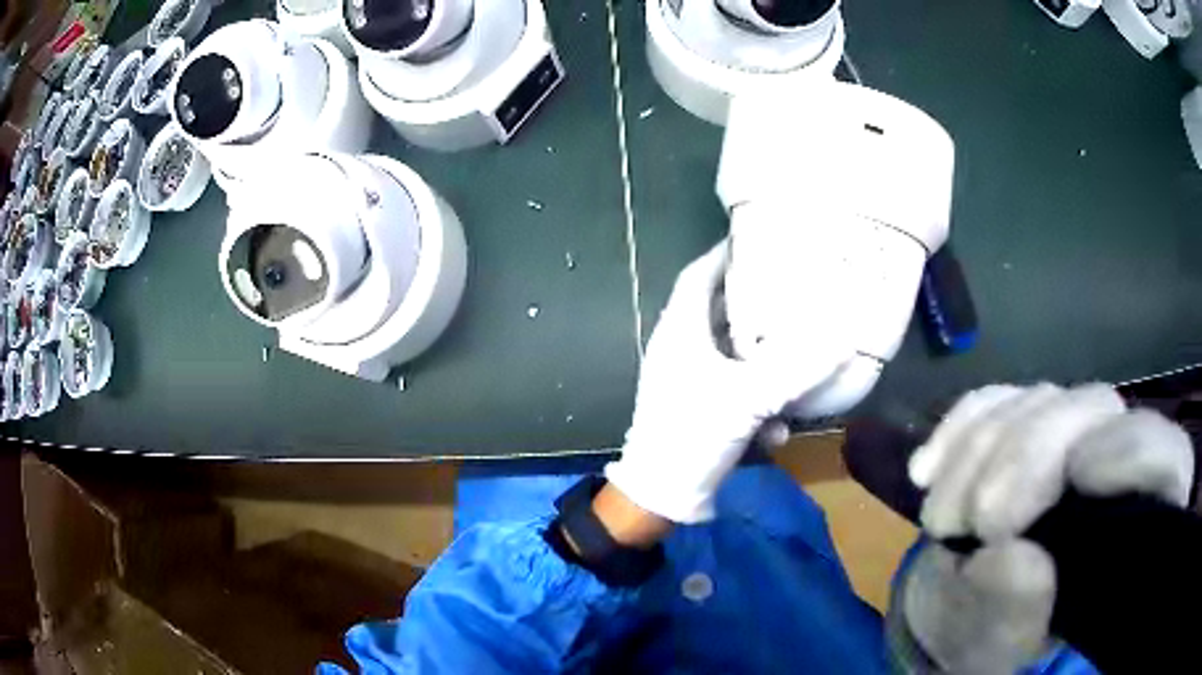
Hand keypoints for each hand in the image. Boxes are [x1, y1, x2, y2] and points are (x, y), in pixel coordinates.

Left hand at [604, 239, 853, 523]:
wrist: (662, 496)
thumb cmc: (694, 435)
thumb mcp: (748, 398)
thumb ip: (797, 369)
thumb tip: (844, 340)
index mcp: (680, 333)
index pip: (698, 276)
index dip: (723, 255)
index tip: (753, 240)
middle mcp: (680, 351)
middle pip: (718, 313)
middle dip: (753, 306)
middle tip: (789, 292)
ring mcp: (687, 383)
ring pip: (730, 357)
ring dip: (761, 361)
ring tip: (795, 354)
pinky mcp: (698, 411)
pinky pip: (732, 392)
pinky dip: (755, 402)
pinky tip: (777, 429)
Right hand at [902, 383, 1193, 672]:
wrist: (963, 611)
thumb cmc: (998, 637)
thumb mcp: (1006, 643)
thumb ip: (1018, 611)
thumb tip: (1021, 560)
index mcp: (1134, 518)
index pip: (1162, 458)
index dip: (1132, 452)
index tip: (1078, 475)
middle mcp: (1112, 459)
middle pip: (1092, 412)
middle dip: (1027, 457)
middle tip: (975, 523)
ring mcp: (1066, 433)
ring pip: (1038, 401)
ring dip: (978, 454)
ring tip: (941, 522)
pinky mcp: (1021, 421)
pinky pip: (992, 401)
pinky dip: (957, 431)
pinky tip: (926, 471)